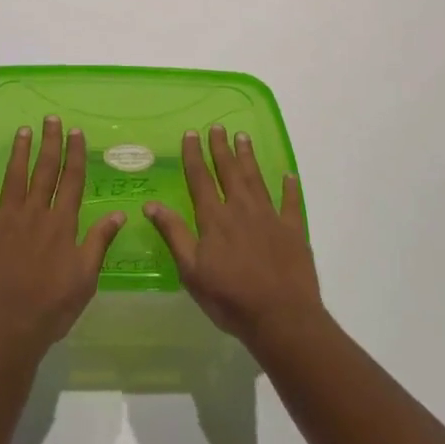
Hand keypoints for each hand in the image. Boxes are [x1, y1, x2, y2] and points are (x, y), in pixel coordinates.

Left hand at [0, 116, 125, 359]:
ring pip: (14, 177)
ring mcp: (5, 220)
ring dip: (19, 152)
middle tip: (50, 118)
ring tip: (23, 130)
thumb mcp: (86, 278)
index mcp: (61, 223)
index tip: (76, 132)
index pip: (71, 180)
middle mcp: (34, 213)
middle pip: (44, 170)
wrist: (7, 329)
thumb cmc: (51, 307)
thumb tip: (119, 213)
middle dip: (49, 142)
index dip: (74, 154)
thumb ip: (99, 242)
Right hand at [145, 125, 324, 352]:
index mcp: (215, 219)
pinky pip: (291, 203)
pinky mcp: (293, 231)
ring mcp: (270, 217)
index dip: (194, 155)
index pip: (200, 179)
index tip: (191, 133)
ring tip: (243, 137)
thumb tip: (151, 204)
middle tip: (218, 126)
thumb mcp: (191, 271)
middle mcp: (241, 209)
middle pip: (229, 172)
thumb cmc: (230, 298)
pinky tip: (289, 175)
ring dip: (248, 157)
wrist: (281, 317)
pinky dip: (289, 188)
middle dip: (221, 148)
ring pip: (256, 179)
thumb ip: (174, 234)